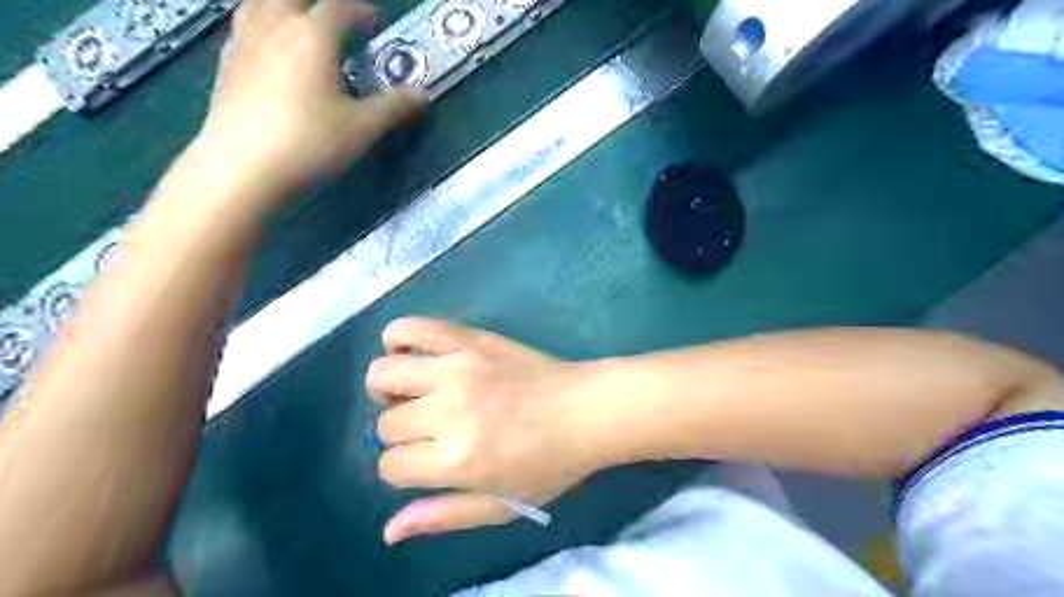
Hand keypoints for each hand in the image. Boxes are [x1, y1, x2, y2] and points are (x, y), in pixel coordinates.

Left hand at [176, 0, 422, 210]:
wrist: (243, 168)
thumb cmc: (309, 143)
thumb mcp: (362, 128)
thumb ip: (394, 107)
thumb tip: (422, 95)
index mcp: (312, 36)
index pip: (339, 8)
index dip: (361, 11)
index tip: (374, 21)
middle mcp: (274, 27)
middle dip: (317, 4)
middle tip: (335, 20)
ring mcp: (244, 43)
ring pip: (259, 4)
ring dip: (284, 6)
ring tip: (300, 24)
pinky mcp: (225, 66)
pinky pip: (243, 28)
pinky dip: (261, 26)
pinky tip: (270, 50)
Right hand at [372, 319, 606, 543]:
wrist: (587, 410)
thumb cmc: (550, 463)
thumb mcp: (501, 505)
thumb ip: (444, 517)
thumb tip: (390, 530)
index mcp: (456, 459)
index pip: (390, 465)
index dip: (403, 469)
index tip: (427, 462)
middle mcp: (448, 411)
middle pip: (386, 423)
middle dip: (402, 434)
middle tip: (431, 430)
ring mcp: (457, 368)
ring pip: (384, 374)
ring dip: (388, 389)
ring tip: (414, 394)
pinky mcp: (468, 339)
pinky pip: (411, 327)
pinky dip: (398, 338)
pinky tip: (411, 354)